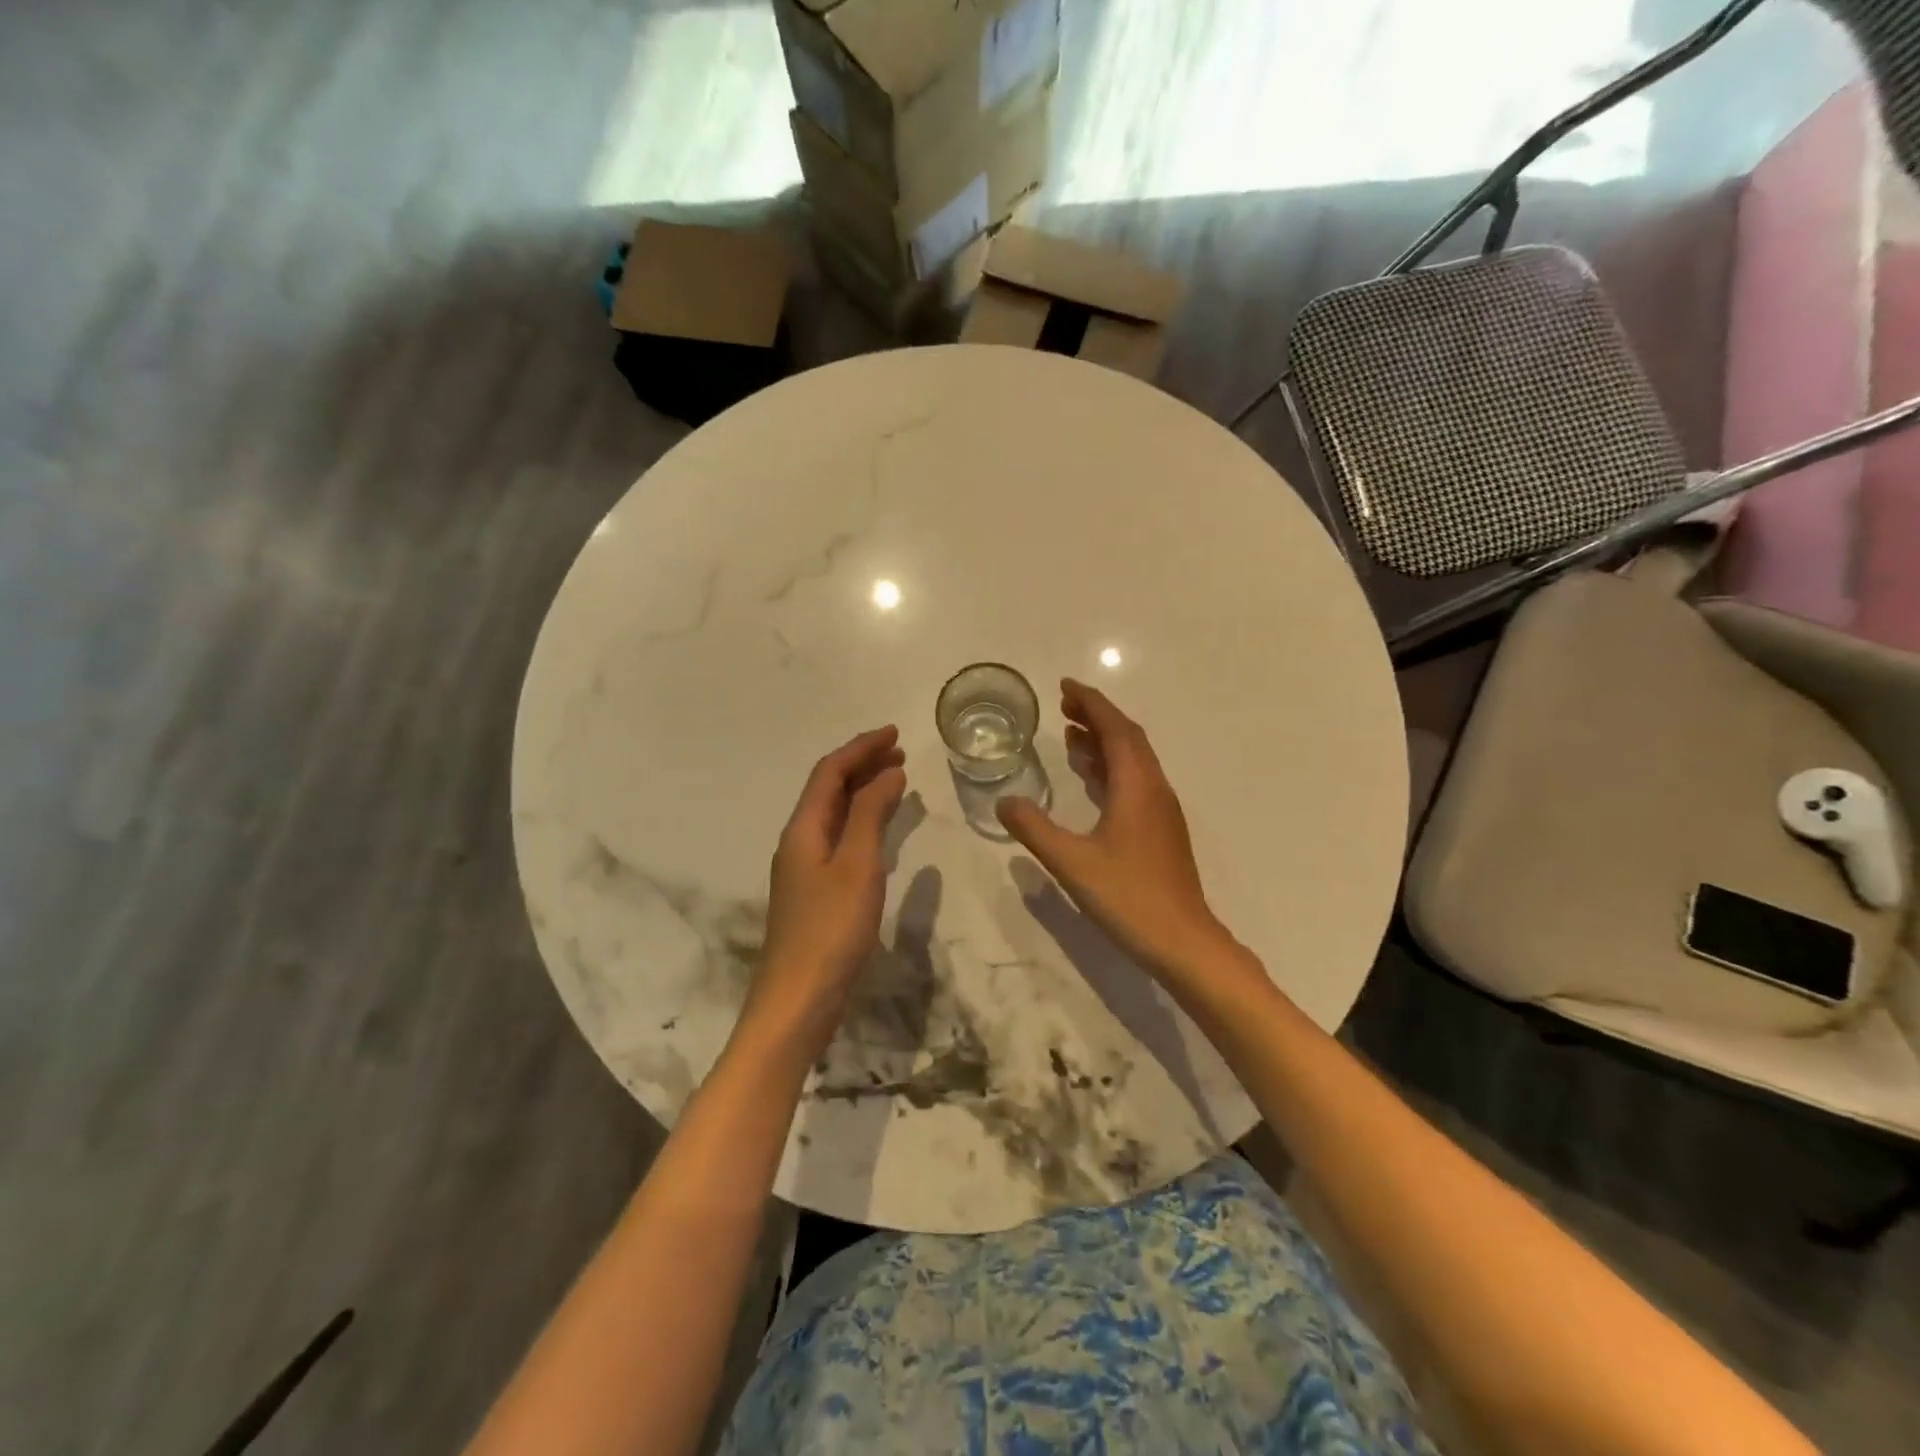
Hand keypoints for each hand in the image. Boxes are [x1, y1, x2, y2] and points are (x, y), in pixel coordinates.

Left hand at [745, 726, 907, 1056]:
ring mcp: (804, 868)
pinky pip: (839, 838)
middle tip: (900, 753)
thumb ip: (870, 814)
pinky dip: (862, 821)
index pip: (830, 772)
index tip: (895, 733)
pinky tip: (879, 830)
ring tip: (896, 781)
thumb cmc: (831, 928)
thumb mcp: (857, 864)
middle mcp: (798, 841)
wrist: (798, 999)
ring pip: (834, 814)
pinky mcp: (814, 892)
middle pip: (828, 789)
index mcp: (803, 828)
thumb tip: (888, 773)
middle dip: (862, 765)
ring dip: (863, 791)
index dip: (861, 748)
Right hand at [997, 680, 1231, 979]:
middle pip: (1128, 738)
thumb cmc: (1129, 897)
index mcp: (1137, 786)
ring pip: (1133, 761)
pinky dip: (1110, 769)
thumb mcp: (1072, 862)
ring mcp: (1161, 811)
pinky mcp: (1161, 831)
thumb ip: (1035, 829)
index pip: (1115, 729)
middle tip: (1063, 707)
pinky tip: (1090, 781)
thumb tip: (1004, 801)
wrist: (1183, 942)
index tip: (1066, 686)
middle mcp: (1154, 789)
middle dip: (1097, 717)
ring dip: (1103, 742)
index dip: (1091, 703)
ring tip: (1069, 735)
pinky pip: (1134, 782)